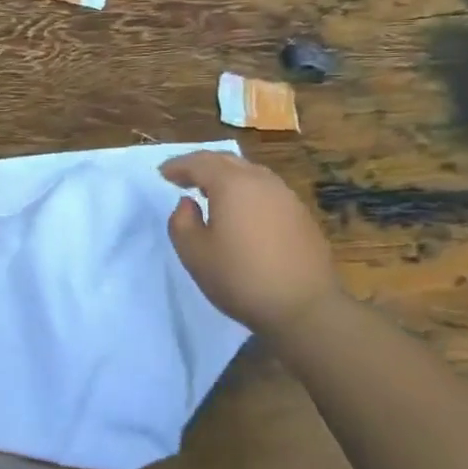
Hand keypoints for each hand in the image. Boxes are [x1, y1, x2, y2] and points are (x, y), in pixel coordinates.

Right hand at [161, 150, 342, 333]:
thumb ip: (181, 221)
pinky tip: (242, 211)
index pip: (199, 162)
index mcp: (232, 184)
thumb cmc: (241, 278)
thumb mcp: (194, 253)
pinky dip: (247, 191)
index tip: (162, 173)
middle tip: (183, 177)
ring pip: (250, 173)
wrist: (305, 307)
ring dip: (226, 176)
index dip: (178, 165)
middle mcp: (261, 181)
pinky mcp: (301, 215)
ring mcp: (286, 196)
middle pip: (227, 161)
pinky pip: (266, 190)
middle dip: (202, 165)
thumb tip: (188, 203)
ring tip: (211, 191)